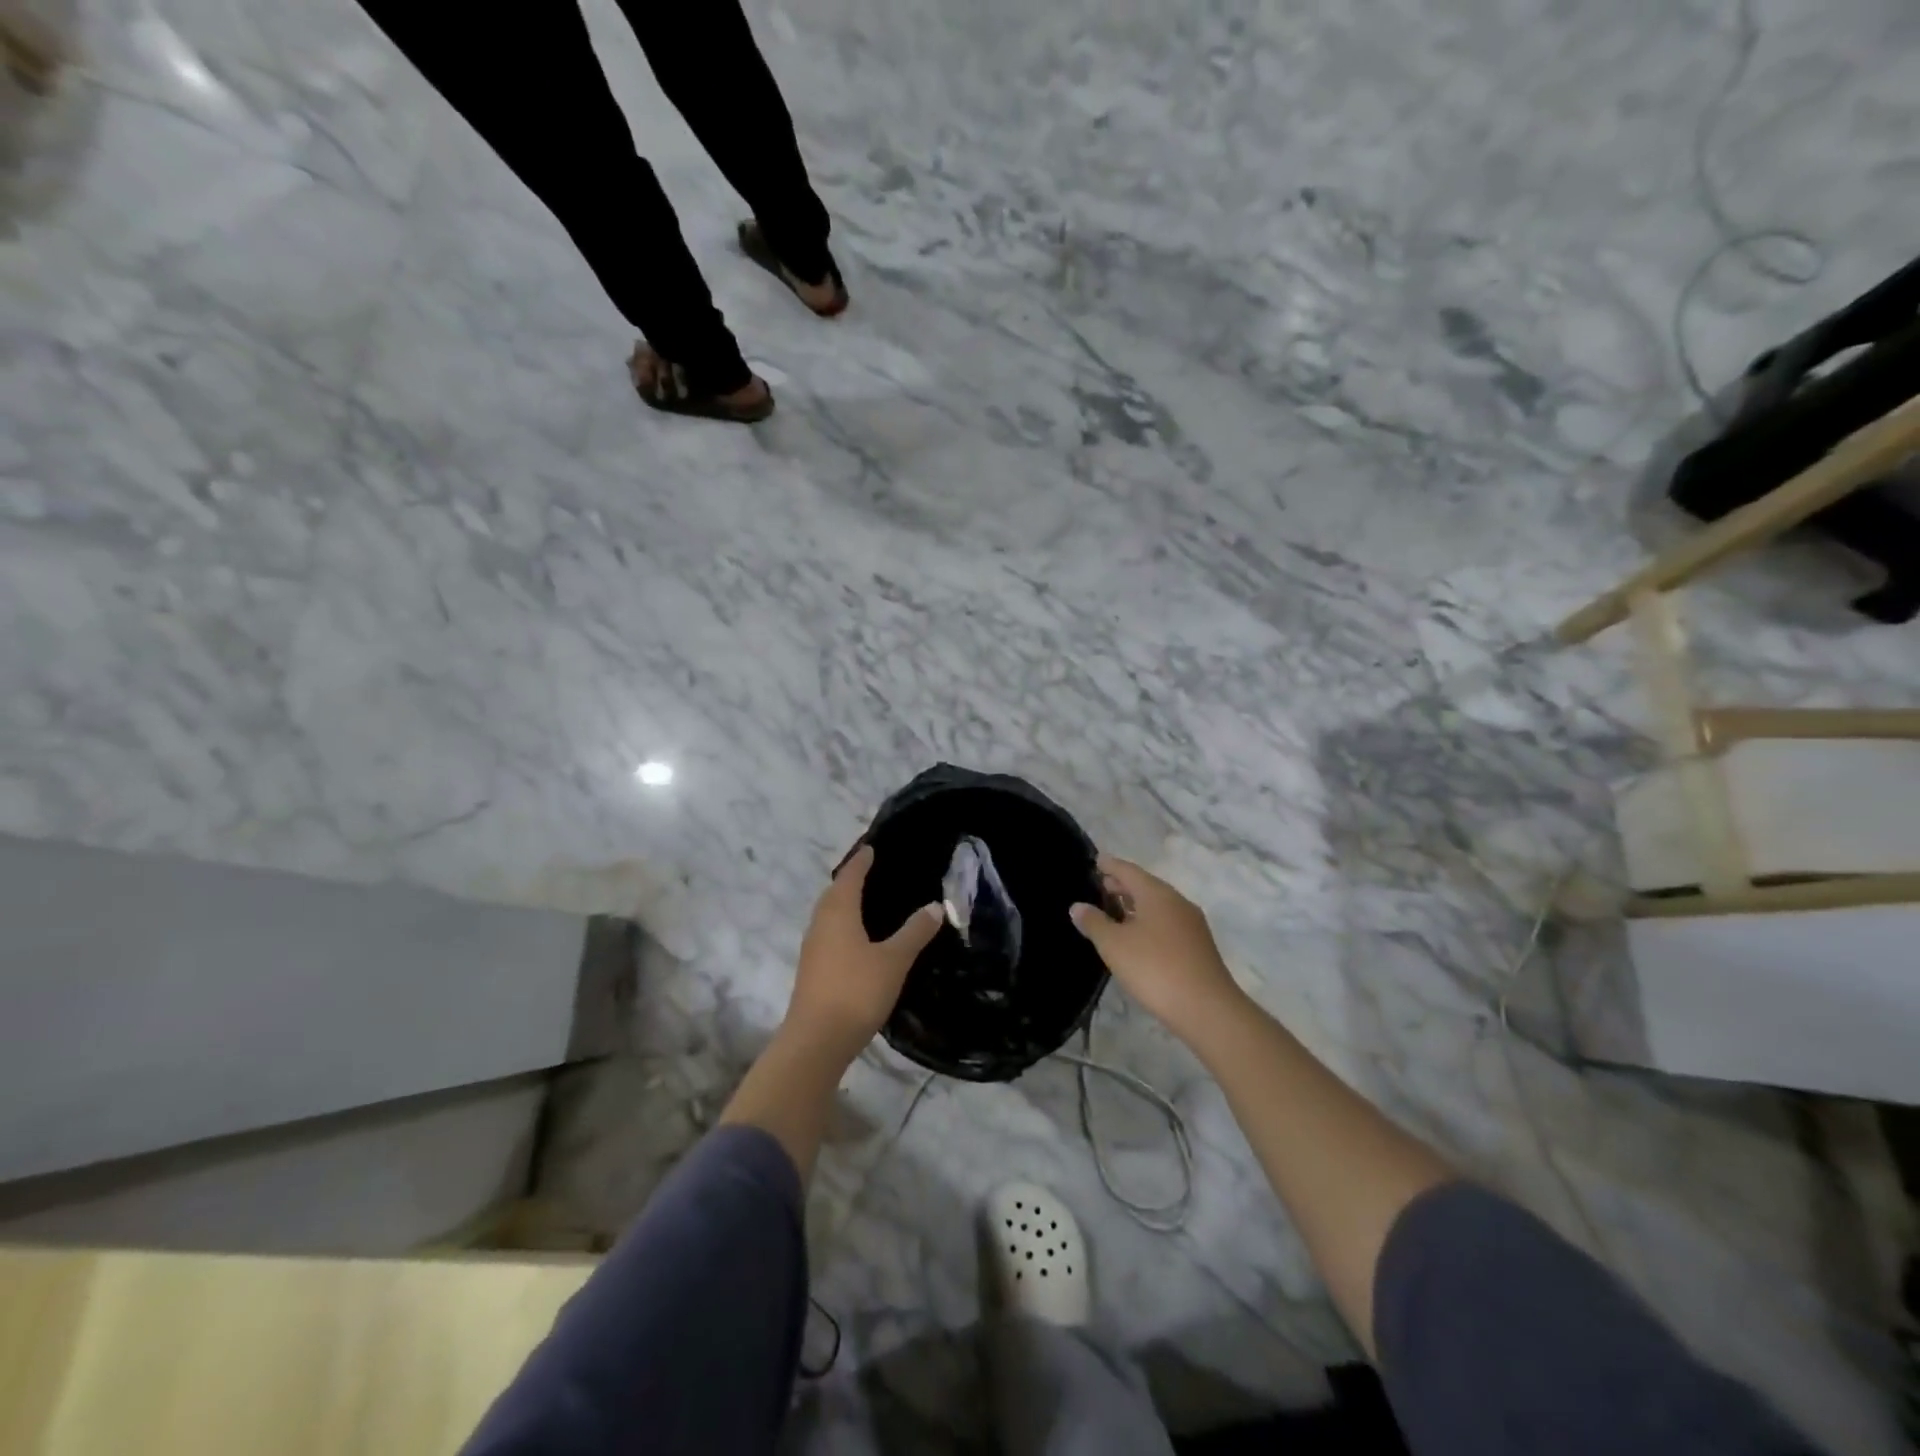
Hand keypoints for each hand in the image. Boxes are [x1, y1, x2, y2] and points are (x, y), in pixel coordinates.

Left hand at [787, 843, 942, 1058]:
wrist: (817, 1040)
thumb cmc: (856, 991)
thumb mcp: (894, 960)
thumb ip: (914, 932)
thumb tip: (935, 905)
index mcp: (838, 912)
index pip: (849, 876)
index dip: (861, 861)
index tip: (872, 848)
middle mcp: (821, 924)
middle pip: (834, 893)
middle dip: (850, 880)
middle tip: (871, 872)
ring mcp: (813, 949)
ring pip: (829, 915)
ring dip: (844, 903)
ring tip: (866, 902)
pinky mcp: (812, 970)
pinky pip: (828, 934)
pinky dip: (842, 926)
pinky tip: (857, 939)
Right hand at [1070, 855, 1245, 1044]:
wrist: (1207, 1009)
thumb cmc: (1154, 968)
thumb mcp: (1114, 945)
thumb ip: (1094, 922)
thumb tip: (1078, 906)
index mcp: (1157, 893)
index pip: (1128, 870)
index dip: (1110, 865)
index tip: (1095, 861)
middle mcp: (1177, 901)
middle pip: (1145, 885)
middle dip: (1122, 885)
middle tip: (1100, 886)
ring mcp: (1191, 924)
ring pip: (1157, 905)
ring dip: (1135, 905)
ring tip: (1114, 912)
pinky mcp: (1198, 946)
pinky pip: (1167, 923)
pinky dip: (1148, 921)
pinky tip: (1137, 937)